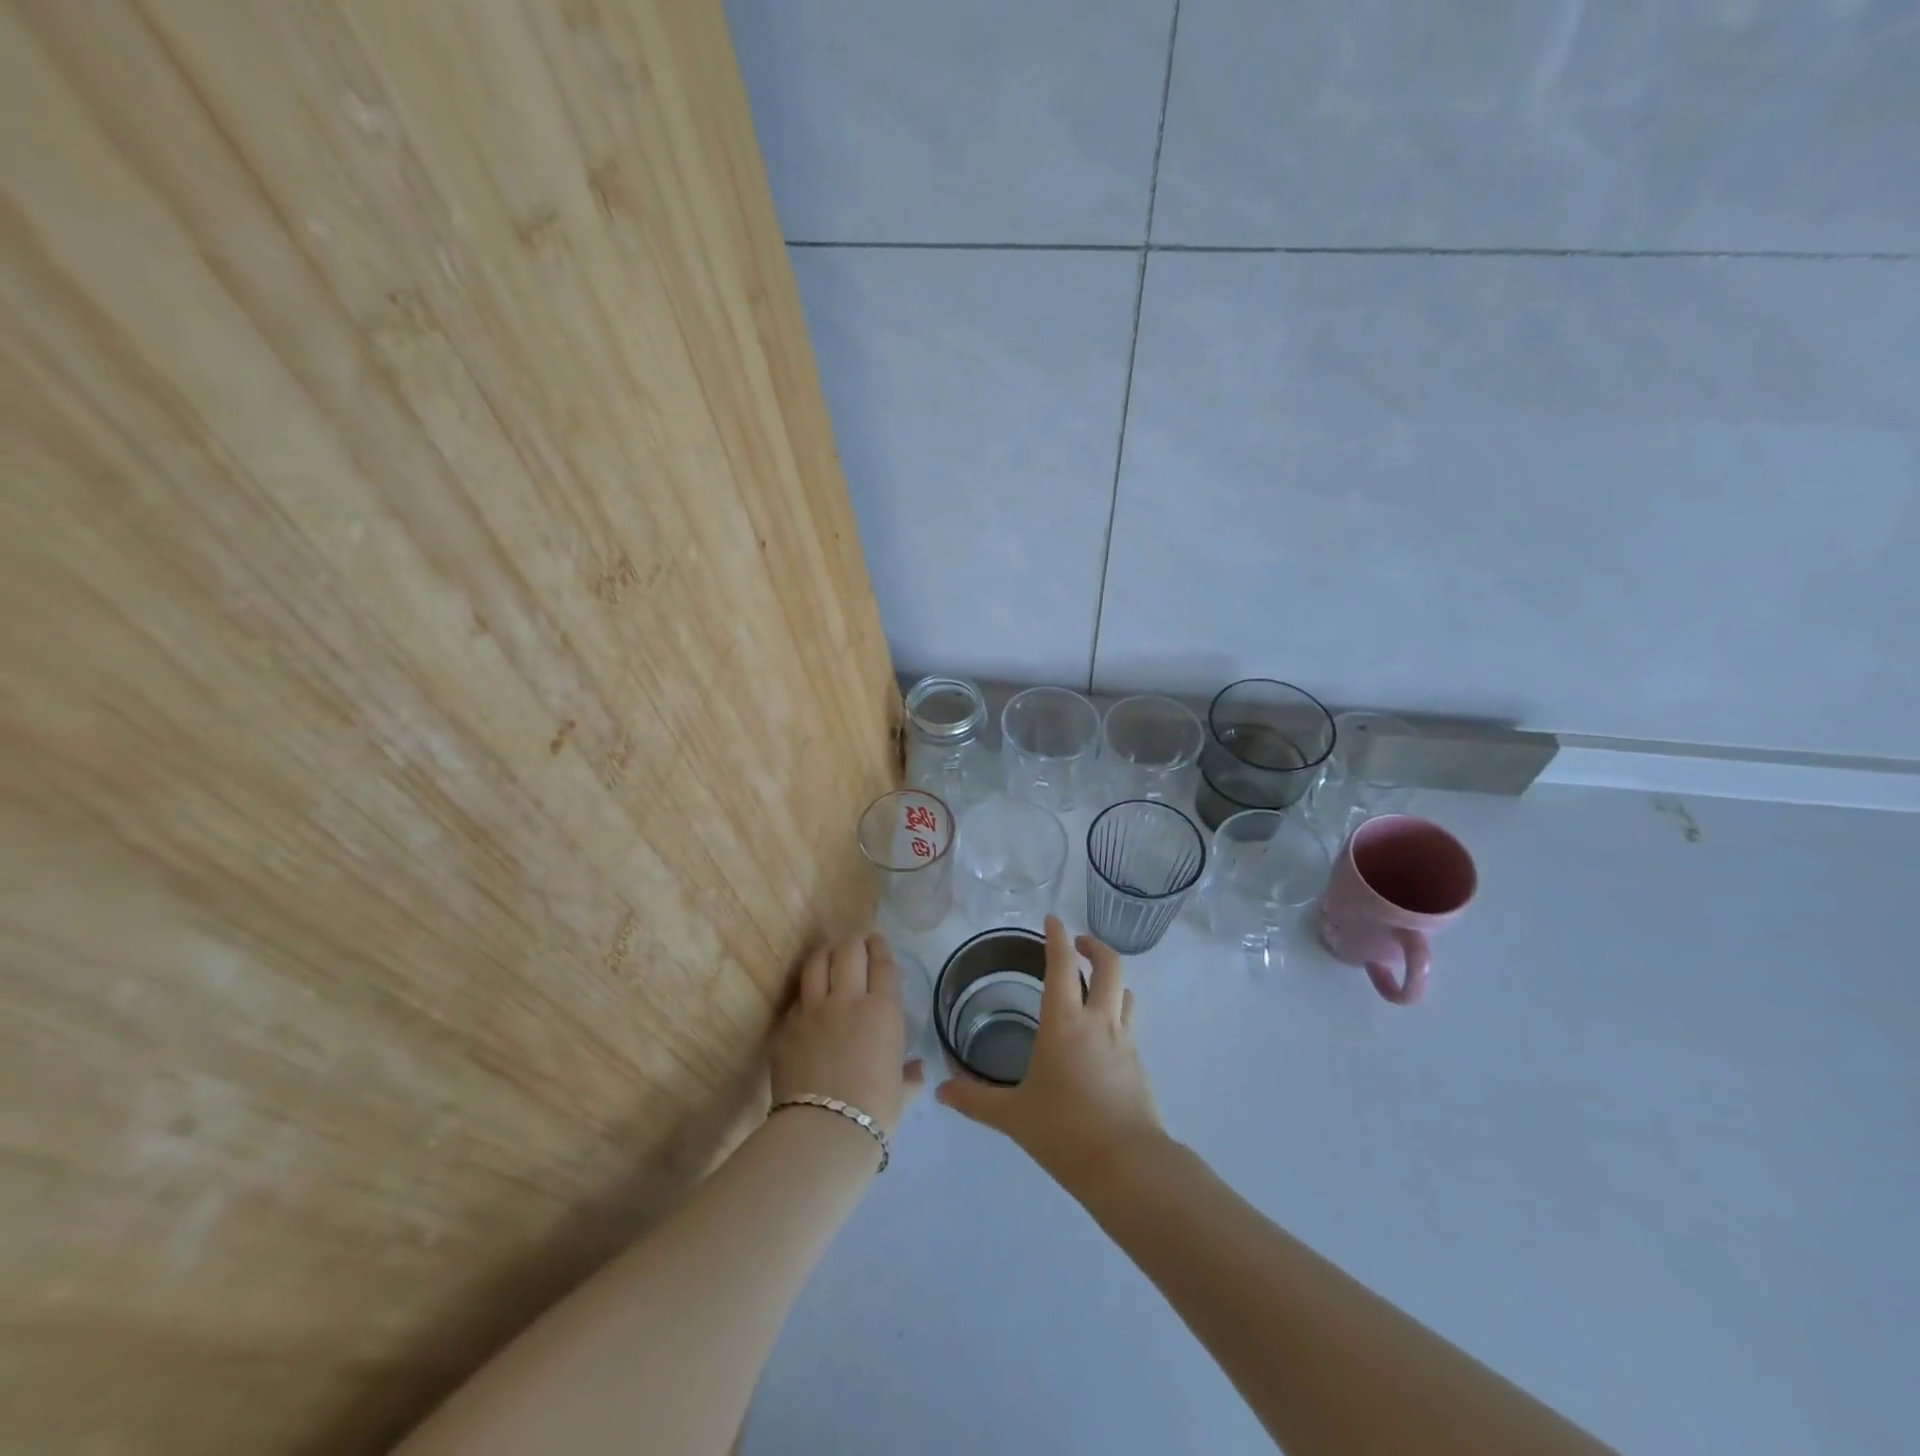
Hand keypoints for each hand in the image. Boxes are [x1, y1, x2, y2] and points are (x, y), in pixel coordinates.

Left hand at [771, 932, 923, 1139]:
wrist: (823, 1131)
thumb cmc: (874, 1113)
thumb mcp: (901, 1094)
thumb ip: (909, 1075)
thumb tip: (916, 1071)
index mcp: (883, 1010)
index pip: (882, 963)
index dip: (880, 946)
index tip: (877, 940)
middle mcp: (847, 999)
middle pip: (848, 950)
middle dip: (853, 942)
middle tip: (855, 944)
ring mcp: (812, 1010)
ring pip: (817, 962)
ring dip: (825, 954)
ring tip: (828, 957)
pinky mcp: (786, 1026)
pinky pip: (797, 998)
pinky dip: (806, 992)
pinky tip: (808, 999)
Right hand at [936, 916, 1162, 1187]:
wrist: (1127, 1165)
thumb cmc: (1064, 1131)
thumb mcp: (1013, 1116)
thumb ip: (974, 1099)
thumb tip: (940, 1090)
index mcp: (1064, 1022)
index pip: (1062, 964)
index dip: (1056, 937)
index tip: (1052, 919)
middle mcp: (1098, 1021)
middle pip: (1109, 965)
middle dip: (1094, 947)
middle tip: (1078, 943)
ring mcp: (1124, 1041)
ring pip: (1125, 991)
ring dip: (1111, 978)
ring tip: (1093, 984)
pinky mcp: (1138, 1063)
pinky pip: (1129, 1022)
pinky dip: (1117, 1011)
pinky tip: (1102, 1033)